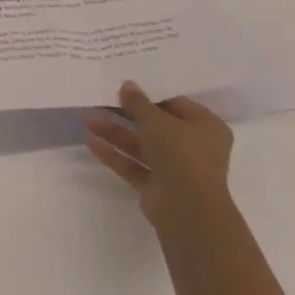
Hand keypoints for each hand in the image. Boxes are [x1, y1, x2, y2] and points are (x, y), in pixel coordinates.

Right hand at [85, 80, 233, 230]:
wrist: (187, 209)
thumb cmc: (181, 154)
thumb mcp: (156, 120)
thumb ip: (138, 102)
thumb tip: (127, 85)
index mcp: (206, 127)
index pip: (175, 104)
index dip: (149, 95)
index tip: (124, 86)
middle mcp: (194, 147)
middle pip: (156, 126)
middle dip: (127, 115)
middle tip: (102, 100)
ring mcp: (176, 169)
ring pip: (142, 146)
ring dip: (116, 133)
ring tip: (89, 120)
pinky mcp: (159, 187)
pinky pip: (135, 166)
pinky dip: (116, 155)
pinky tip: (91, 143)